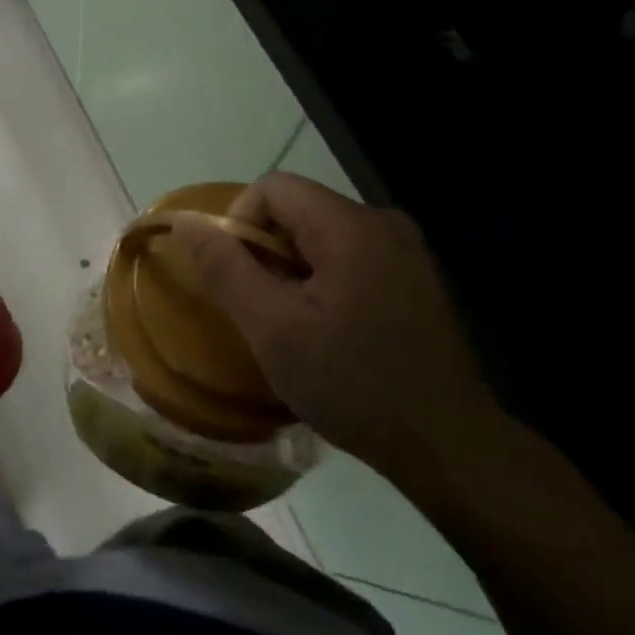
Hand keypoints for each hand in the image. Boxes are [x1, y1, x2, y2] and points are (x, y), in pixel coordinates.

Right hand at [172, 173, 502, 480]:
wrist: (448, 446)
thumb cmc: (353, 384)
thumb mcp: (273, 329)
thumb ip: (225, 269)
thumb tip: (185, 223)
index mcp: (351, 226)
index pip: (273, 188)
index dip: (239, 223)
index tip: (238, 279)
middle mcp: (383, 222)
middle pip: (298, 209)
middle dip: (267, 251)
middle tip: (264, 309)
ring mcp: (405, 249)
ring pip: (322, 234)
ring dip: (293, 268)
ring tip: (295, 324)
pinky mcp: (414, 276)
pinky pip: (350, 254)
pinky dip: (323, 278)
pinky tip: (330, 328)